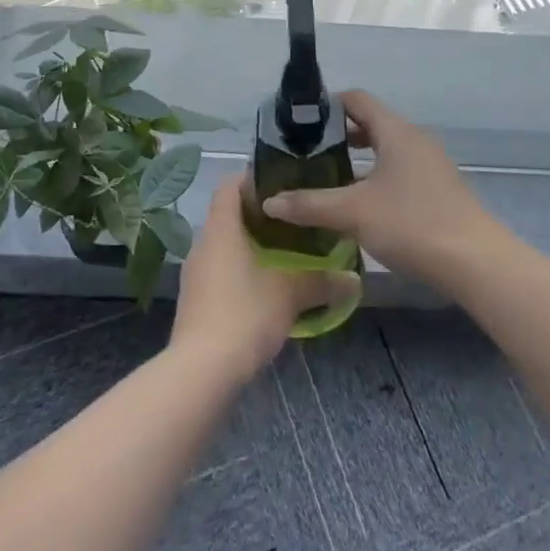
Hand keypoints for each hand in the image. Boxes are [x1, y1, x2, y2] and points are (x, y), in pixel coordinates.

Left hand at [169, 177, 359, 382]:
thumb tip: (354, 279)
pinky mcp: (195, 302)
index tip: (283, 185)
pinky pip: (220, 273)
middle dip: (260, 216)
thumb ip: (322, 281)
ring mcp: (195, 275)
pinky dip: (242, 272)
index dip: (253, 179)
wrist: (201, 371)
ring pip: (225, 247)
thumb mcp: (290, 294)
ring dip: (251, 247)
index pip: (230, 185)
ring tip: (286, 254)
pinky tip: (266, 289)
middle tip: (294, 221)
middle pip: (229, 215)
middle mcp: (203, 244)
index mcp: (221, 228)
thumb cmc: (245, 313)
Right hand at [259, 90, 497, 295]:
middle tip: (306, 154)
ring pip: (385, 150)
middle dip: (338, 136)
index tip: (299, 122)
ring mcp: (430, 165)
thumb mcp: (353, 213)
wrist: (476, 262)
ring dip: (357, 160)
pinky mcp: (438, 190)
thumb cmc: (412, 224)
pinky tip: (359, 206)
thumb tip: (269, 201)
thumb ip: (310, 205)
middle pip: (371, 124)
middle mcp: (414, 140)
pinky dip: (376, 178)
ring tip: (327, 179)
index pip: (357, 99)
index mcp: (396, 132)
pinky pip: (399, 171)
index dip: (327, 105)